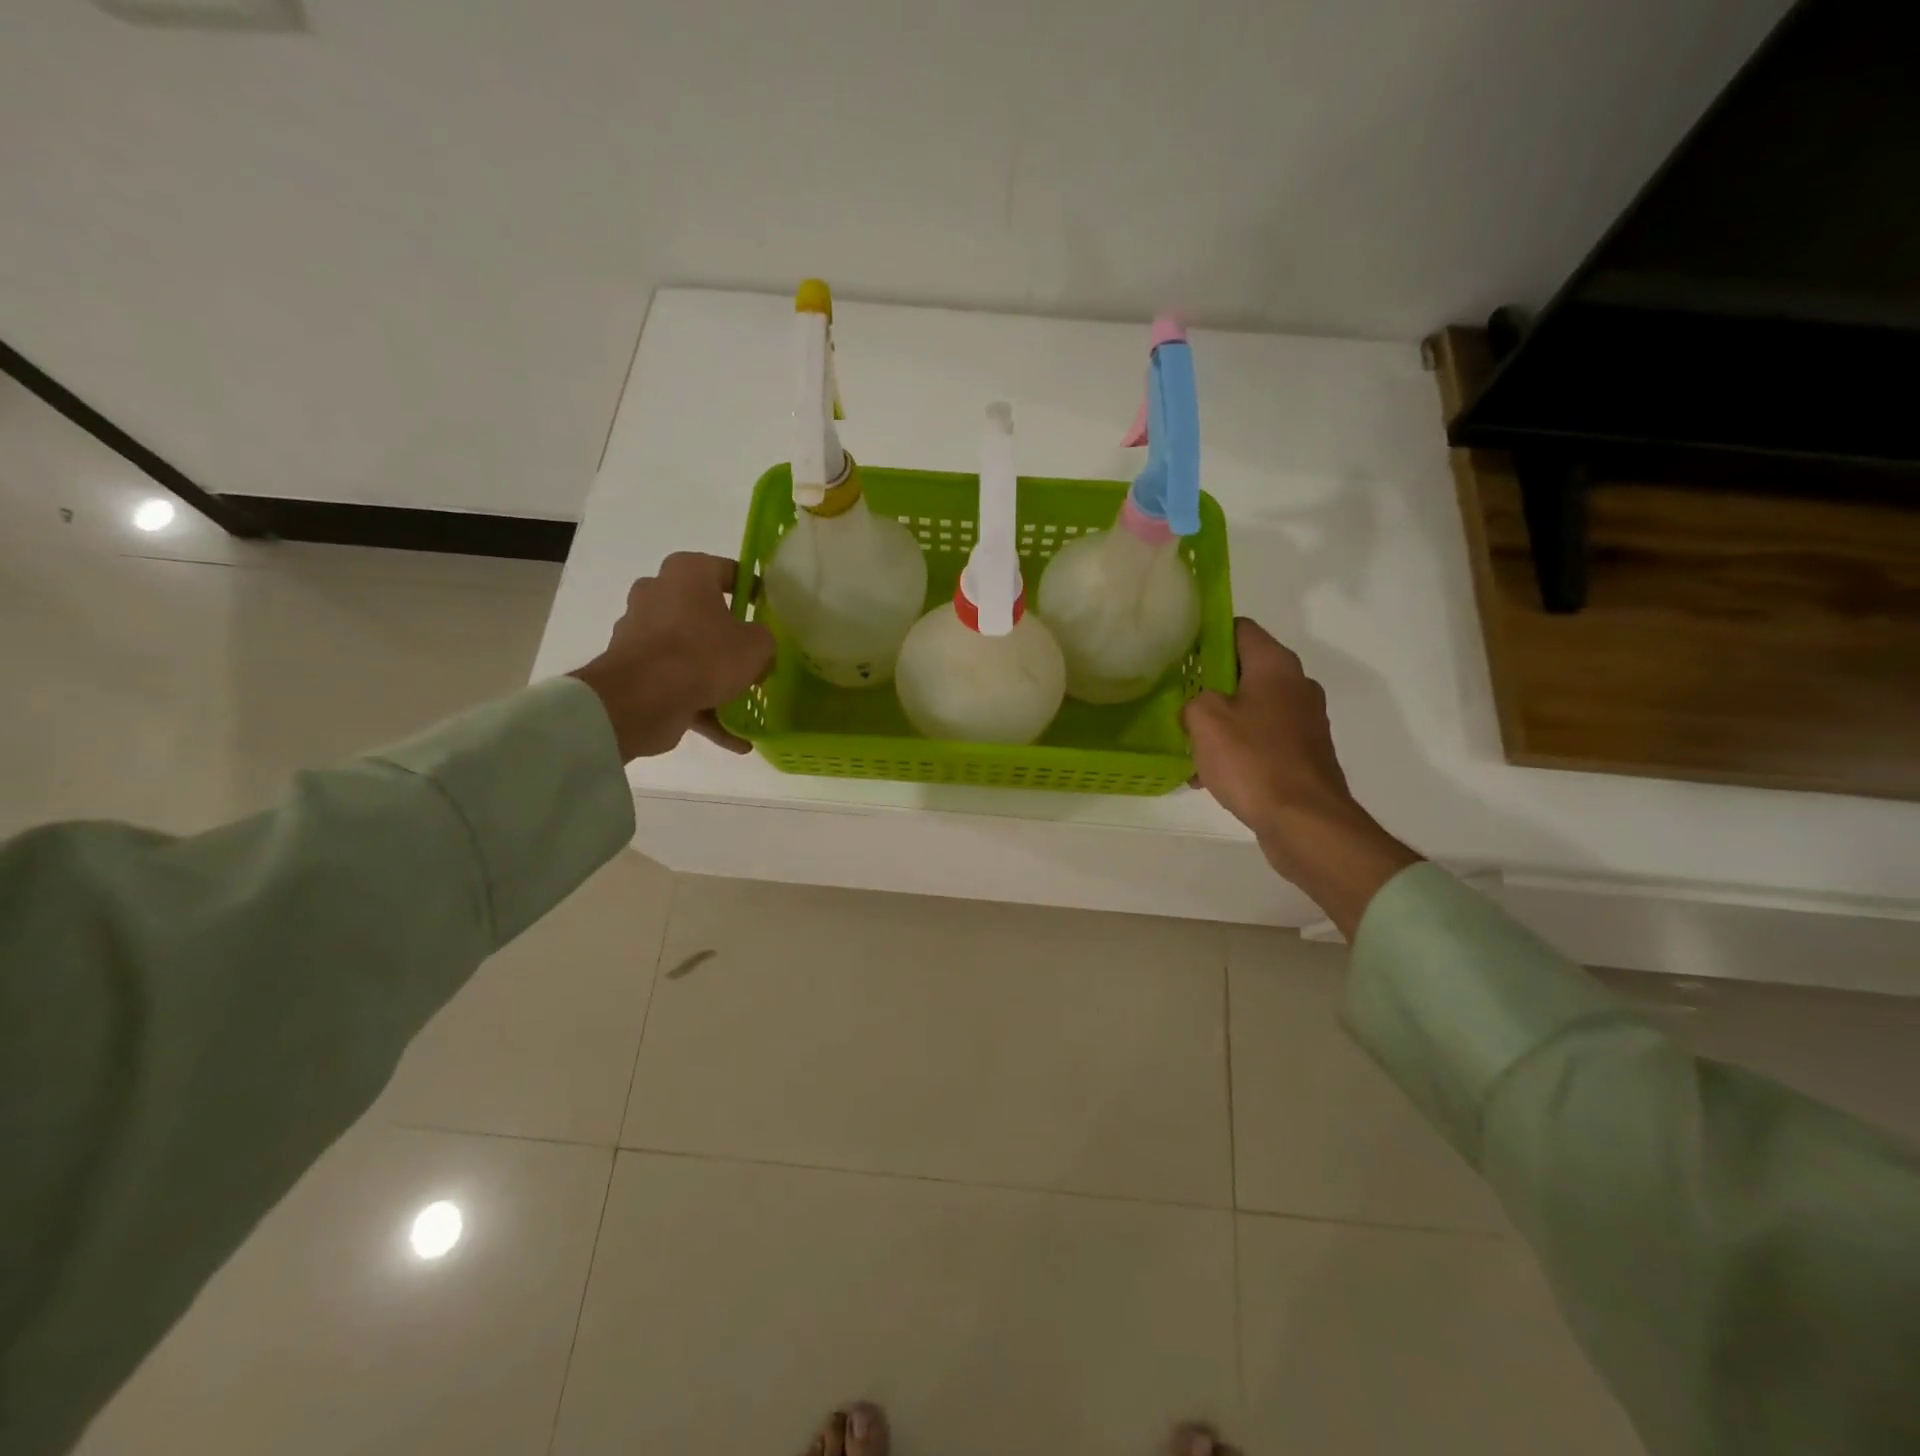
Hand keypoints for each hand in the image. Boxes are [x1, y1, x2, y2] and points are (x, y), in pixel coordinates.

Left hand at [568, 553, 774, 761]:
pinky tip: (737, 739)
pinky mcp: (634, 671)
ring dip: (716, 678)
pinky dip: (704, 710)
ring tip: (747, 702)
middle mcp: (657, 594)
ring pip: (689, 653)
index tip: (770, 613)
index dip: (754, 591)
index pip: (728, 571)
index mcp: (686, 573)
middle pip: (705, 614)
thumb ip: (764, 639)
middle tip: (757, 658)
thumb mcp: (757, 645)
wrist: (641, 700)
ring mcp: (640, 634)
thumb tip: (757, 647)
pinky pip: (678, 687)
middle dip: (730, 638)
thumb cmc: (704, 655)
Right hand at [1184, 618, 1419, 937]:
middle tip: (1178, 699)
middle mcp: (1297, 686)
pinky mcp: (1304, 755)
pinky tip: (1211, 776)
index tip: (1179, 652)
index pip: (1240, 629)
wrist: (1304, 821)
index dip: (1207, 634)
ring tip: (1190, 744)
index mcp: (1276, 666)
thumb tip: (1197, 707)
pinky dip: (1238, 750)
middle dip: (1210, 684)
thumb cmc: (1252, 760)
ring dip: (1222, 722)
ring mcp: (1305, 722)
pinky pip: (1262, 741)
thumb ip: (1193, 701)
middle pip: (1246, 670)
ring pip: (1252, 709)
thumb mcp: (1204, 720)